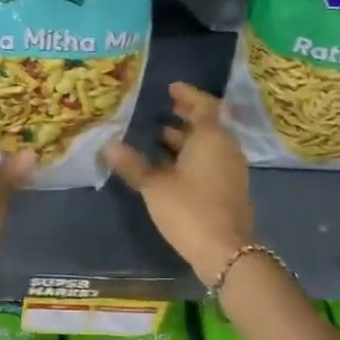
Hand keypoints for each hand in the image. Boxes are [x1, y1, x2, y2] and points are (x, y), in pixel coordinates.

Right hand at [105, 82, 253, 287]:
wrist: (226, 252)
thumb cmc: (190, 210)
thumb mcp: (155, 186)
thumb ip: (133, 164)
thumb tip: (109, 145)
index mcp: (211, 138)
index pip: (204, 105)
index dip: (187, 94)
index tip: (170, 88)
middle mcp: (225, 148)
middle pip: (207, 124)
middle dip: (185, 115)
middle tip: (162, 108)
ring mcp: (230, 170)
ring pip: (207, 145)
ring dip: (186, 138)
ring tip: (158, 135)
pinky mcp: (228, 189)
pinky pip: (209, 161)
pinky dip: (191, 156)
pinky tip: (168, 165)